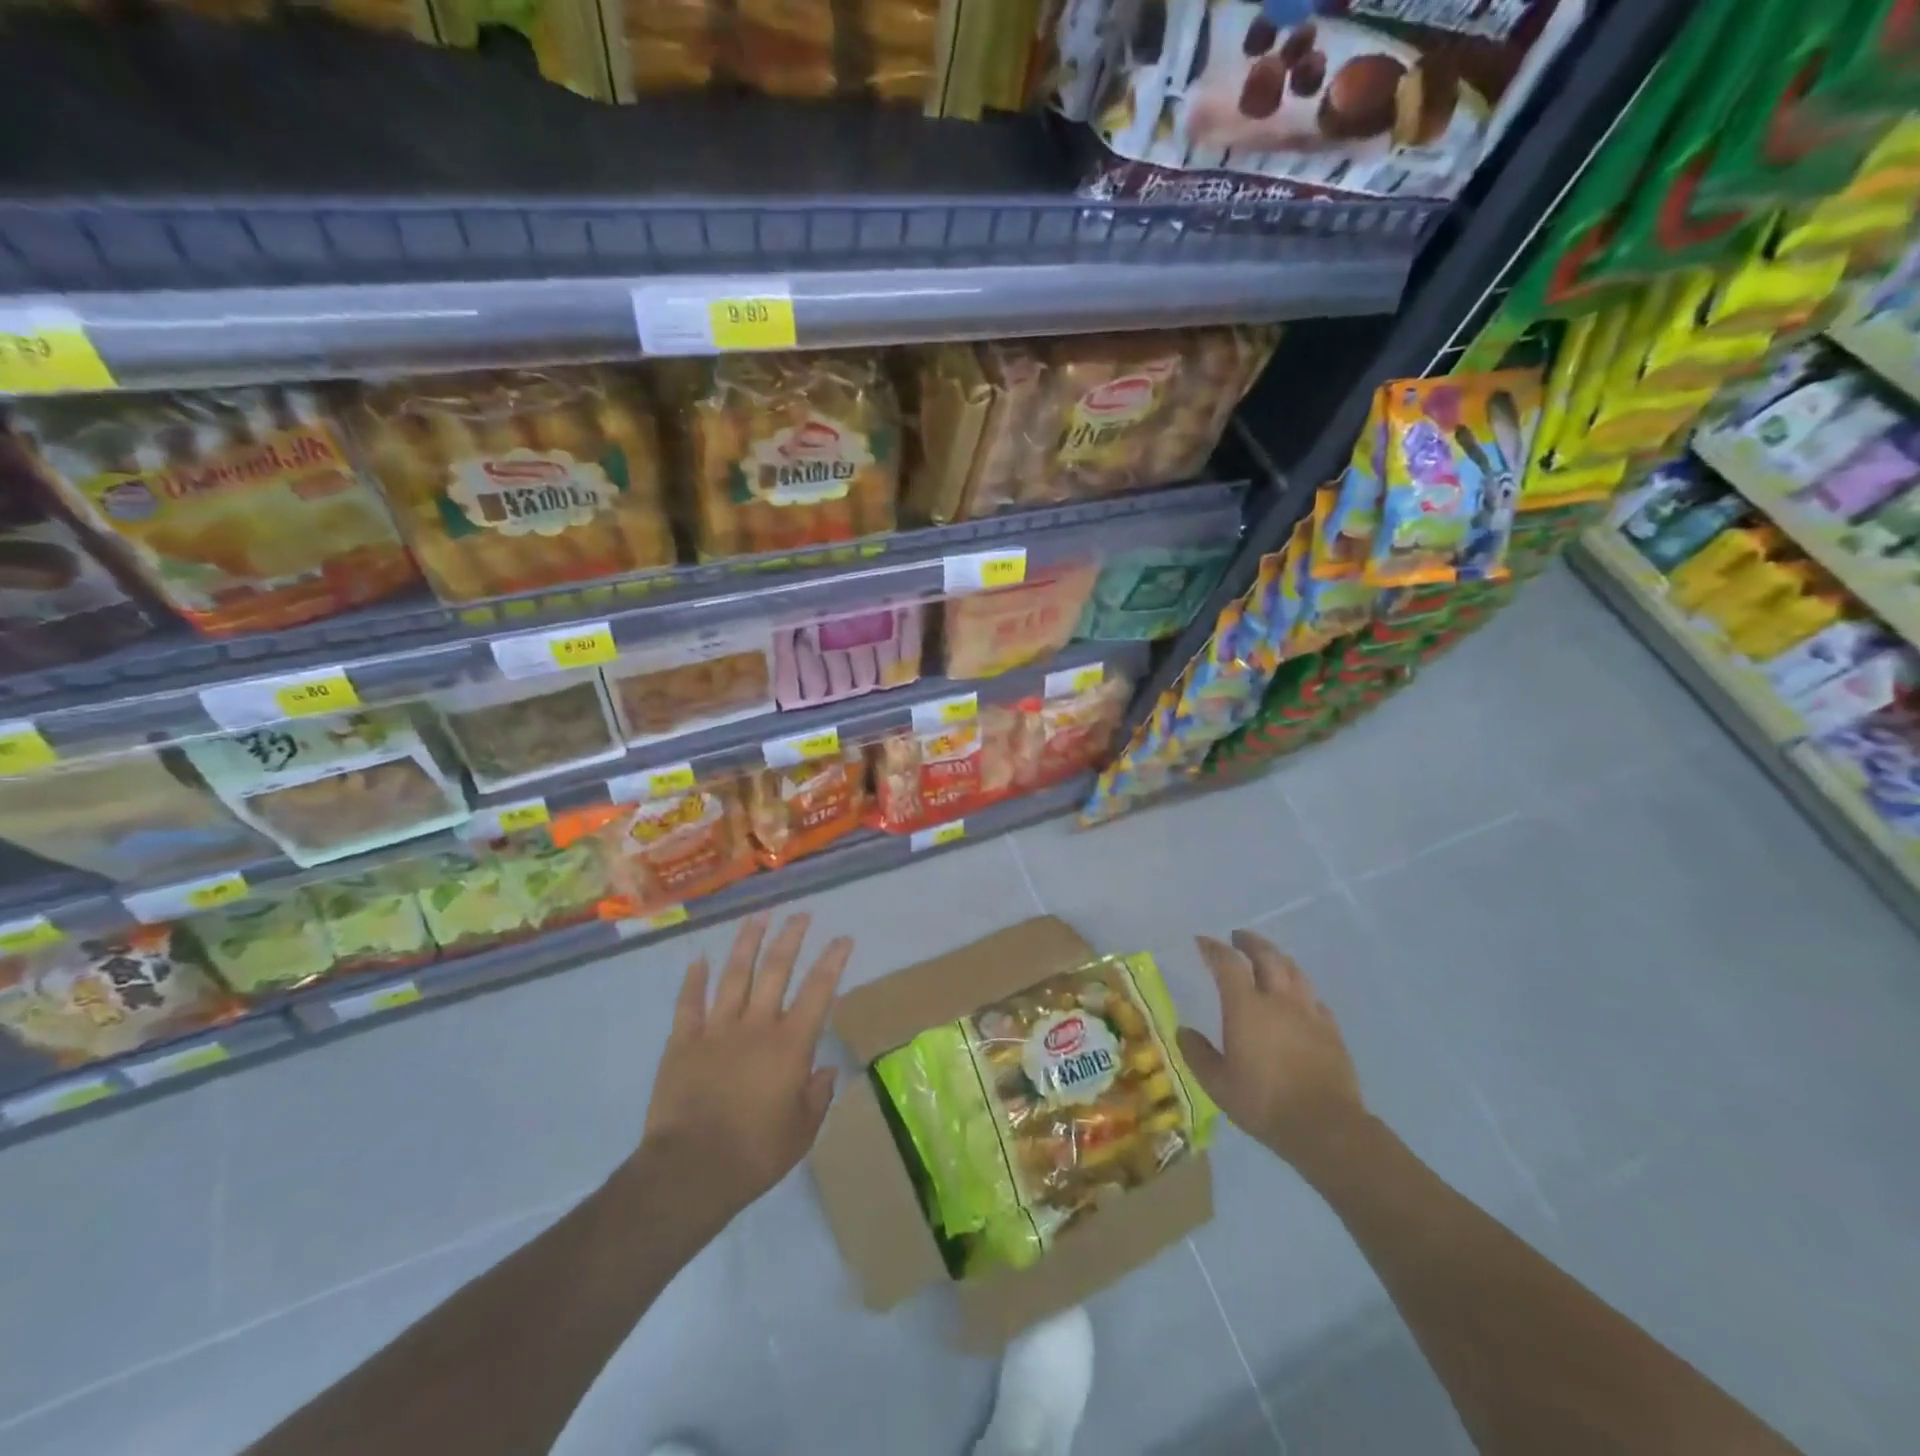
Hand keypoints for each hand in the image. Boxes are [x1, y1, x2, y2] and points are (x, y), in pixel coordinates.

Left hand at [635, 911, 850, 1225]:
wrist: (691, 1169)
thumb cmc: (756, 1153)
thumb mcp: (803, 1131)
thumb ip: (817, 1096)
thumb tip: (826, 1071)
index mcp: (790, 1044)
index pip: (818, 991)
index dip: (833, 961)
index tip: (843, 939)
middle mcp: (756, 1025)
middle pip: (776, 970)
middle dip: (791, 938)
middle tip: (801, 915)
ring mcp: (717, 1029)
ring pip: (735, 975)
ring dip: (747, 943)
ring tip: (758, 917)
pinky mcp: (683, 1042)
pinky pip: (689, 1003)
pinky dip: (694, 979)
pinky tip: (699, 959)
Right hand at [1176, 930, 1366, 1174]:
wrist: (1326, 1127)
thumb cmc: (1264, 1103)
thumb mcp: (1217, 1084)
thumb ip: (1197, 1054)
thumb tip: (1183, 1031)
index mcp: (1246, 1007)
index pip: (1227, 963)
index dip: (1213, 948)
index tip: (1202, 941)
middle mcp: (1278, 1000)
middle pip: (1267, 956)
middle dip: (1250, 942)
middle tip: (1238, 937)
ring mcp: (1309, 1014)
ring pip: (1295, 972)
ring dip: (1279, 958)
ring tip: (1270, 958)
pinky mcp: (1332, 1031)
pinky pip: (1315, 999)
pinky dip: (1302, 990)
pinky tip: (1300, 999)